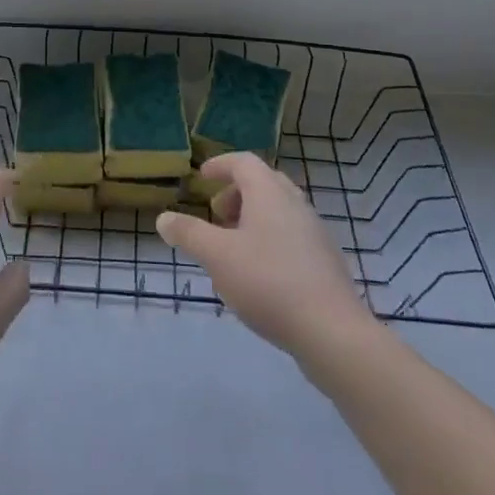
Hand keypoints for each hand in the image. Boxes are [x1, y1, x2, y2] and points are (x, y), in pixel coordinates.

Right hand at [155, 152, 372, 360]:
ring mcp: (314, 232)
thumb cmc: (268, 282)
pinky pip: (291, 235)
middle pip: (264, 182)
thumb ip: (189, 234)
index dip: (220, 165)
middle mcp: (295, 203)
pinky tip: (259, 274)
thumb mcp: (217, 257)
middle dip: (236, 193)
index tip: (202, 177)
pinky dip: (270, 239)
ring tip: (233, 248)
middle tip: (216, 215)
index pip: (243, 162)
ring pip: (279, 210)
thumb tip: (164, 218)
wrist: (331, 331)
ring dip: (253, 218)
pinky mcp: (325, 261)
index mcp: (269, 193)